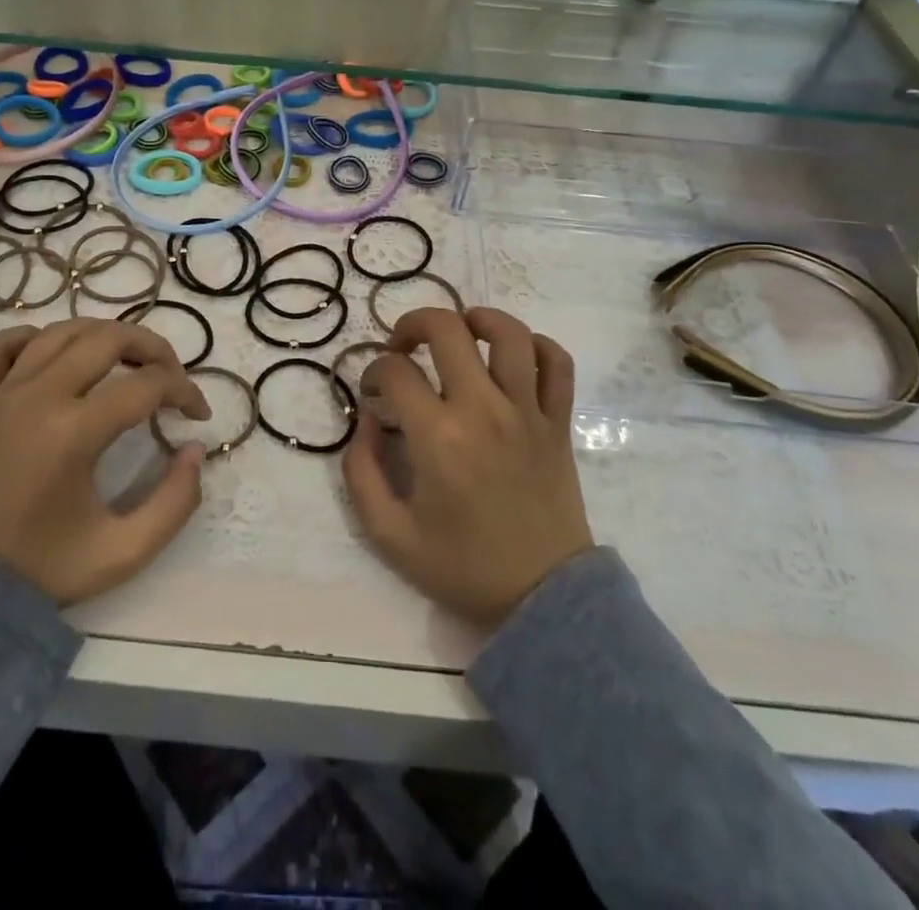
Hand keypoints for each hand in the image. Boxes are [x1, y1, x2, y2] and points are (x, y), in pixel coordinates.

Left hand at [0, 319, 210, 604]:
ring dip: (102, 335)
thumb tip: (195, 449)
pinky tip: (55, 354)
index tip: (198, 415)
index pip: (147, 385)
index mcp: (74, 433)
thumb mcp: (124, 552)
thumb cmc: (41, 569)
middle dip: (152, 347)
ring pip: (60, 332)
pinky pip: (0, 345)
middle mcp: (37, 398)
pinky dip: (33, 337)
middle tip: (170, 375)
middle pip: (107, 338)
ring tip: (125, 359)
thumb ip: (175, 501)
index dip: (185, 391)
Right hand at [344, 307, 591, 630]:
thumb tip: (367, 419)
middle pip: (447, 328)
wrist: (543, 598)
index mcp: (439, 437)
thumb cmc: (463, 566)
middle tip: (404, 347)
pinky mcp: (558, 422)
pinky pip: (557, 363)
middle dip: (413, 324)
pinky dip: (538, 346)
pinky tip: (513, 356)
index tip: (373, 392)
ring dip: (478, 319)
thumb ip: (361, 472)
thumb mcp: (388, 534)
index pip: (395, 371)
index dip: (373, 371)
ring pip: (509, 333)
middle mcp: (483, 409)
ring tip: (461, 332)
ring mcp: (527, 412)